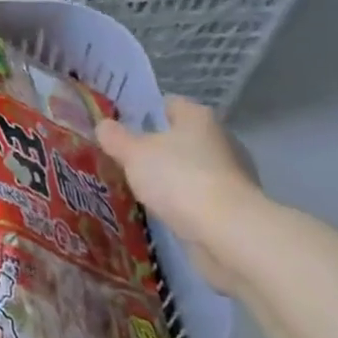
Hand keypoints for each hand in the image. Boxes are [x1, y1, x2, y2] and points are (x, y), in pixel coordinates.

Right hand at [97, 96, 272, 292]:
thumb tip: (103, 125)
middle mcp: (219, 139)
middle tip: (124, 158)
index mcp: (198, 117)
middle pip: (180, 137)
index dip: (144, 112)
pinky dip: (184, 202)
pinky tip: (162, 211)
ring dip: (171, 177)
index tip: (121, 126)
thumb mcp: (134, 154)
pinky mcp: (234, 207)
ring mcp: (231, 175)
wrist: (228, 234)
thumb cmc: (179, 179)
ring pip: (190, 169)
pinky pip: (199, 197)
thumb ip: (115, 137)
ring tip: (139, 188)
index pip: (168, 104)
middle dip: (156, 148)